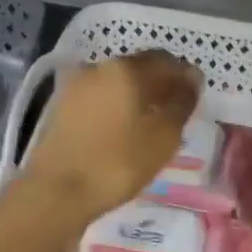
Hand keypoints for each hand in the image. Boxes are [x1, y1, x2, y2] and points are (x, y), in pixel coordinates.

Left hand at [23, 50, 200, 223]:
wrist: (57, 191)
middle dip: (161, 84)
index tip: (195, 98)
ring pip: (118, 83)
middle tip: (176, 111)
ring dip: (138, 96)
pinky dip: (117, 106)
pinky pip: (100, 98)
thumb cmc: (118, 163)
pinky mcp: (62, 106)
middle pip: (139, 68)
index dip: (185, 76)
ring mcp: (76, 86)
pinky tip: (125, 129)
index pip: (166, 61)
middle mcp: (99, 67)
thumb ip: (181, 102)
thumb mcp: (163, 136)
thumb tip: (192, 78)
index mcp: (127, 69)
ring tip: (151, 123)